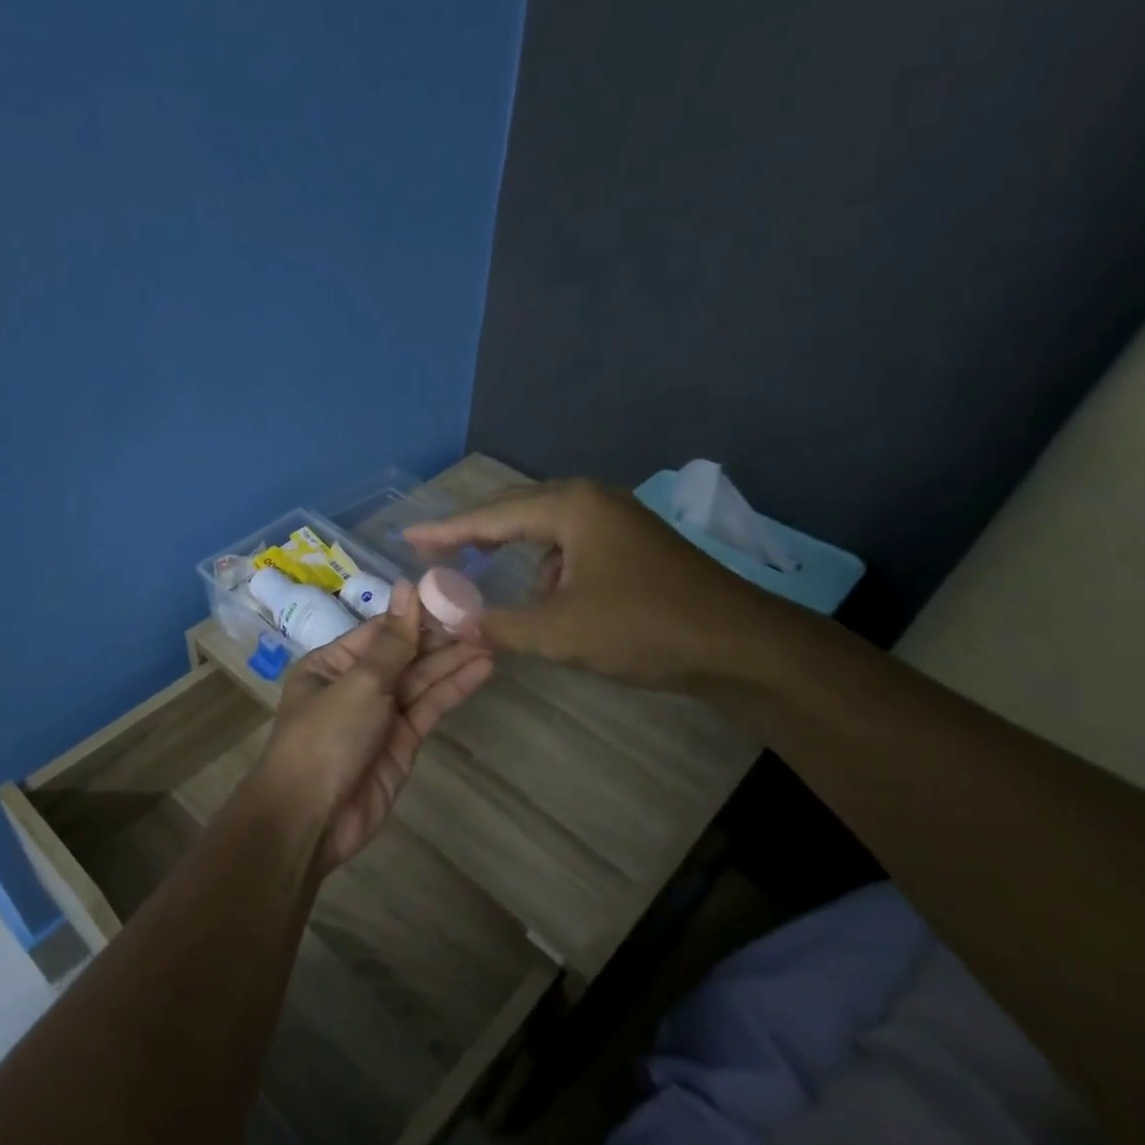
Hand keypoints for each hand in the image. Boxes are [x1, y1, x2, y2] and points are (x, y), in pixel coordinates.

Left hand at [257, 580, 493, 871]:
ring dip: (454, 662)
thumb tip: (407, 586)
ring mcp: (380, 715)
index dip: (416, 614)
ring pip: (421, 681)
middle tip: (484, 619)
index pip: (380, 630)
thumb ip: (393, 640)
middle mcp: (355, 685)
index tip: (453, 594)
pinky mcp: (402, 743)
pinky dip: (453, 689)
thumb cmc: (325, 737)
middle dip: (440, 639)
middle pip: (404, 654)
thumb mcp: (359, 682)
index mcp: (332, 664)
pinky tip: (482, 669)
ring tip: (493, 640)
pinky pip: (429, 708)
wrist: (312, 817)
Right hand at [404, 479, 789, 690]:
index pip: (490, 516)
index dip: (445, 531)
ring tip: (483, 572)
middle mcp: (592, 501)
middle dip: (475, 533)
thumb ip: (498, 625)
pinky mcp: (632, 544)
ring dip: (513, 551)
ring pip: (546, 529)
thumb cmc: (643, 627)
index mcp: (570, 507)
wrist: (737, 644)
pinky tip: (544, 595)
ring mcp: (617, 520)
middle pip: (516, 511)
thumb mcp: (559, 631)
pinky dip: (546, 566)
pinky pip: (571, 545)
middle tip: (436, 550)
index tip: (407, 538)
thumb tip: (452, 623)